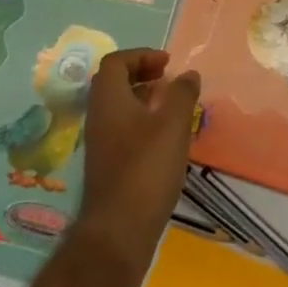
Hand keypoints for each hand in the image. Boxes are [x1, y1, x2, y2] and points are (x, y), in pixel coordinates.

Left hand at [77, 49, 201, 271]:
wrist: (118, 231)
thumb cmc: (146, 169)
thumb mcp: (172, 125)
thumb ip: (182, 94)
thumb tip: (188, 74)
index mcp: (108, 99)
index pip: (115, 62)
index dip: (141, 55)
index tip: (167, 63)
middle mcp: (98, 116)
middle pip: (114, 82)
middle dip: (142, 74)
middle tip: (168, 78)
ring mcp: (100, 142)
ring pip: (119, 106)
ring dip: (143, 98)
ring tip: (171, 105)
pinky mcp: (107, 164)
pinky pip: (122, 127)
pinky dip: (141, 121)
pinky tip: (164, 137)